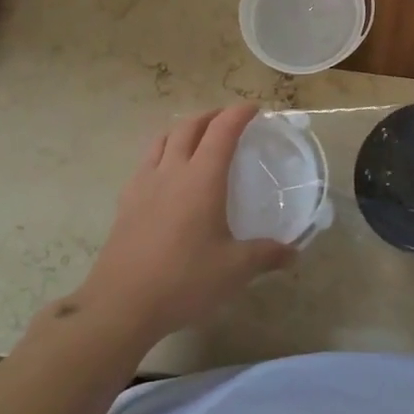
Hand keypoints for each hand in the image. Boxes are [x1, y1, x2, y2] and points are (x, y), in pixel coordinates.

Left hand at [76, 105, 295, 341]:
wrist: (121, 304)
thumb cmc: (184, 280)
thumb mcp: (234, 270)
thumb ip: (266, 256)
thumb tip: (292, 253)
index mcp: (202, 178)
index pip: (222, 131)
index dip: (238, 114)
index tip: (254, 108)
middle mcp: (172, 171)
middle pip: (189, 127)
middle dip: (210, 116)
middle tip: (227, 119)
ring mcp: (144, 184)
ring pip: (162, 139)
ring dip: (182, 129)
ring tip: (195, 136)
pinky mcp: (126, 202)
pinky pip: (145, 162)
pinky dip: (161, 152)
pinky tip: (165, 172)